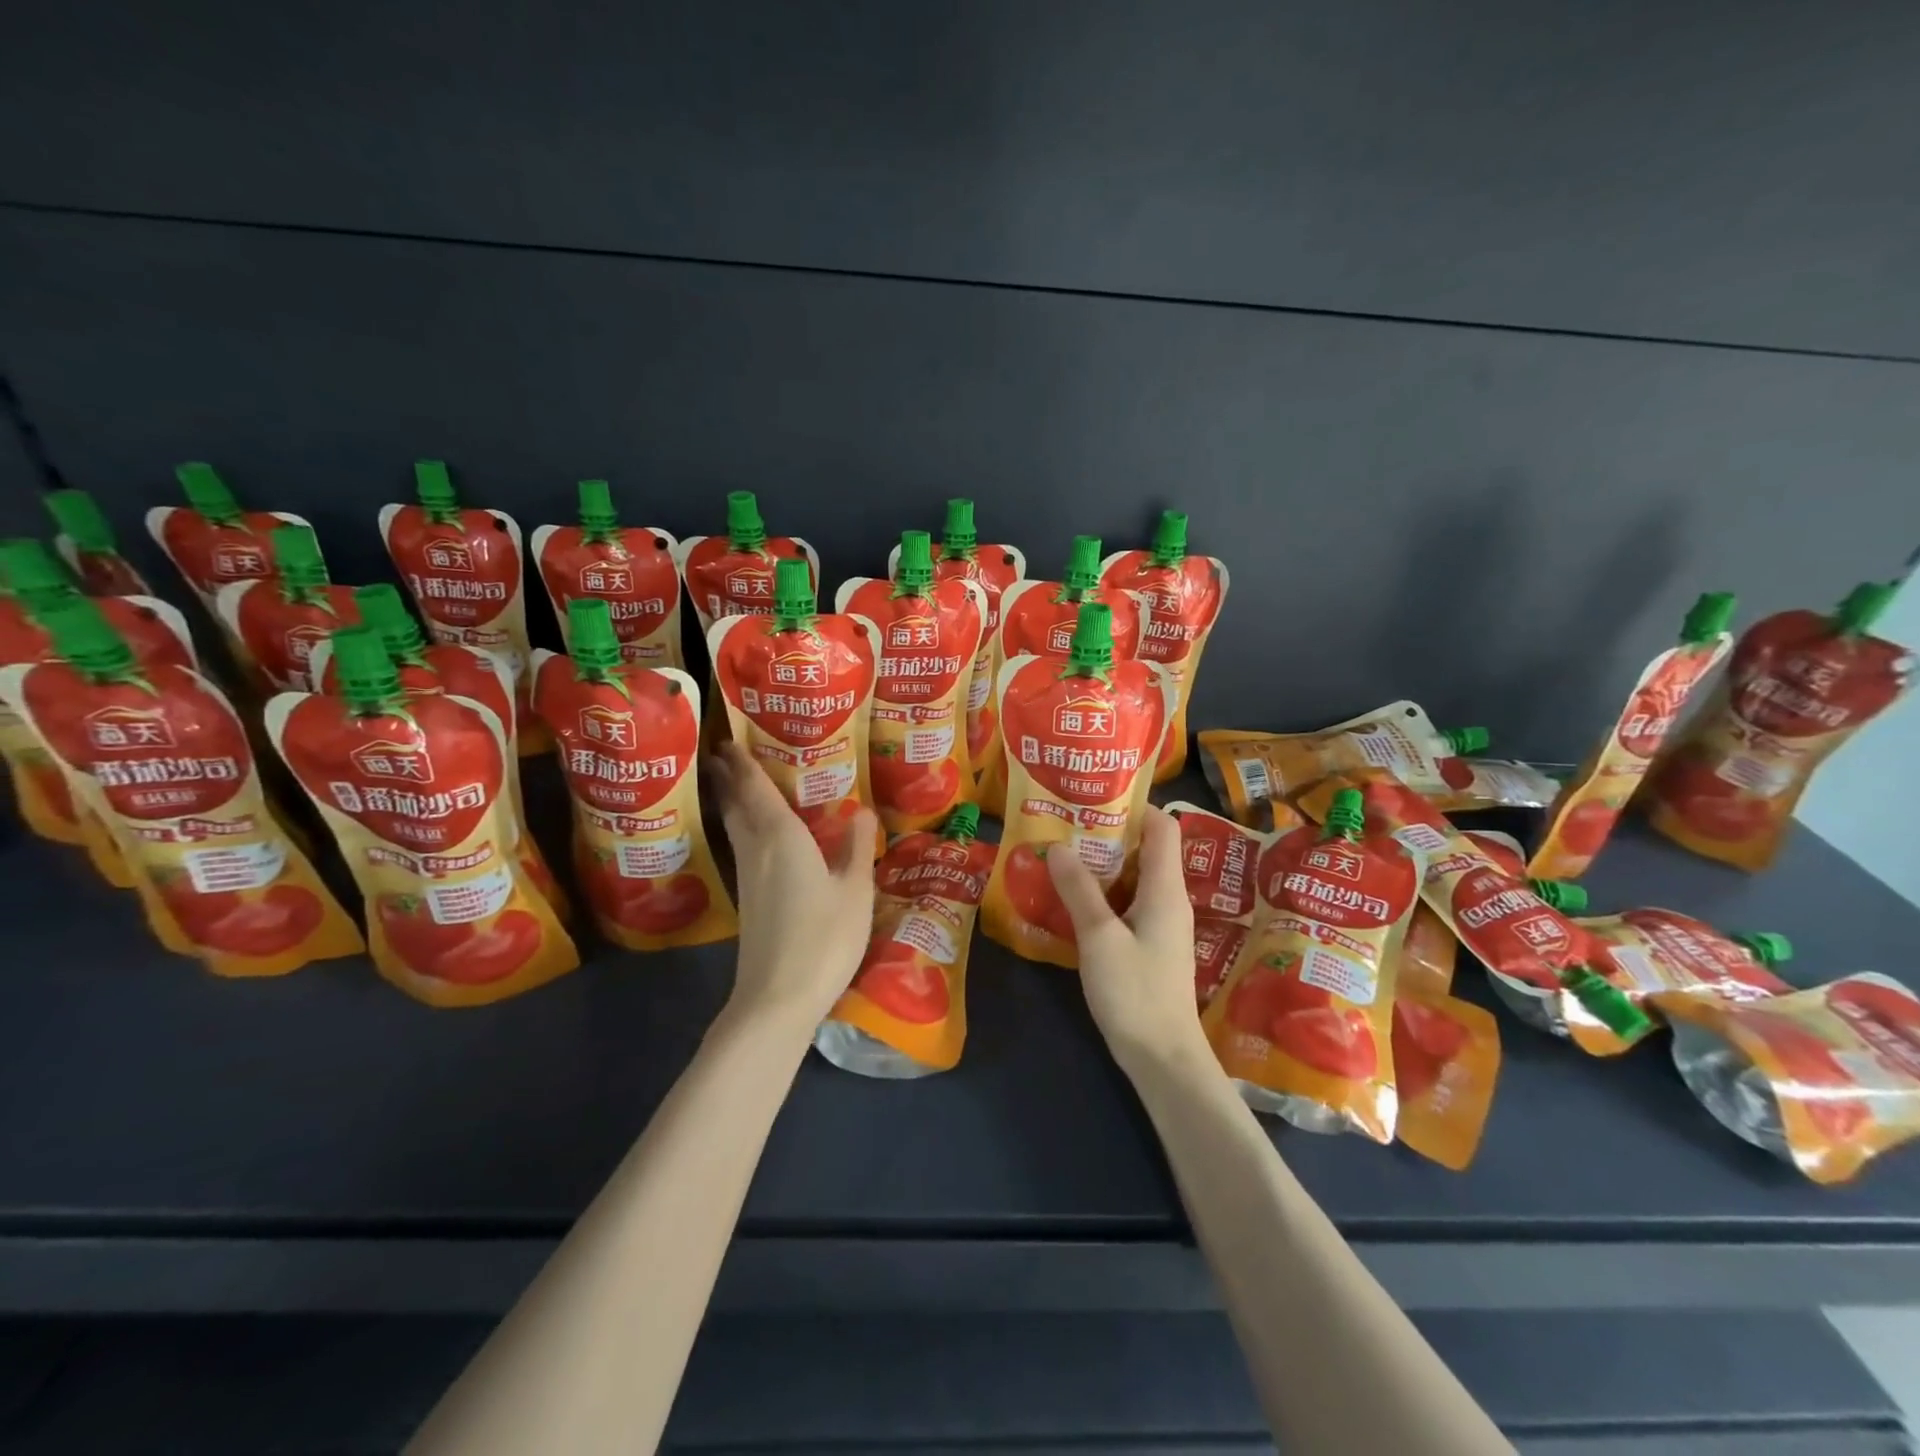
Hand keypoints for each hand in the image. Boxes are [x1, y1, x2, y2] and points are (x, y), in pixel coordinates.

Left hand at [709, 741, 879, 1032]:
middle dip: (729, 778)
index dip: (744, 764)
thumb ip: (857, 848)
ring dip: (732, 802)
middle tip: (724, 755)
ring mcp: (748, 878)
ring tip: (735, 785)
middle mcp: (758, 850)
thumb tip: (861, 810)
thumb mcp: (855, 891)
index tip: (730, 741)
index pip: (758, 790)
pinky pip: (742, 848)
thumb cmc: (823, 938)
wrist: (778, 997)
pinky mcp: (748, 900)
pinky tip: (755, 837)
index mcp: (782, 837)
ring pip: (735, 828)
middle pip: (737, 806)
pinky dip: (742, 828)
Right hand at [1048, 807, 1209, 1077]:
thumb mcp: (1099, 937)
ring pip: (1134, 877)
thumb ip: (1079, 890)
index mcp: (1165, 888)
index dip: (1133, 805)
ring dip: (1102, 864)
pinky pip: (1128, 903)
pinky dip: (1104, 892)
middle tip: (1066, 824)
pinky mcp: (1150, 945)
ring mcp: (1161, 923)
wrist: (1164, 1059)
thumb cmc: (1135, 993)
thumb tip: (1059, 845)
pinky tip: (1072, 898)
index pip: (1162, 826)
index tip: (1093, 797)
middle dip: (1108, 832)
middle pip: (1146, 848)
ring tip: (1062, 853)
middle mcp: (1169, 899)